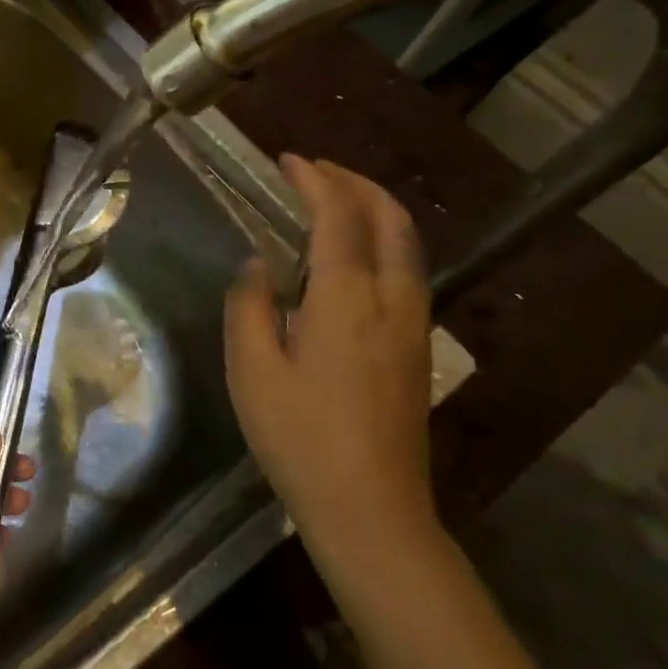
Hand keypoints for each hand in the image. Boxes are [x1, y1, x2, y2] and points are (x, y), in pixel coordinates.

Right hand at [224, 156, 435, 572]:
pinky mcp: (417, 348)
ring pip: (405, 244)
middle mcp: (392, 300)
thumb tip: (259, 266)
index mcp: (347, 299)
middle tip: (314, 171)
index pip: (338, 217)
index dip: (315, 181)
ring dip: (372, 209)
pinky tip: (349, 257)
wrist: (371, 508)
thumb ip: (250, 305)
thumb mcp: (252, 369)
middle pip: (390, 219)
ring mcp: (414, 324)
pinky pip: (405, 270)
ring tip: (332, 201)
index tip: (288, 160)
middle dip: (354, 183)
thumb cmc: (299, 437)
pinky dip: (380, 241)